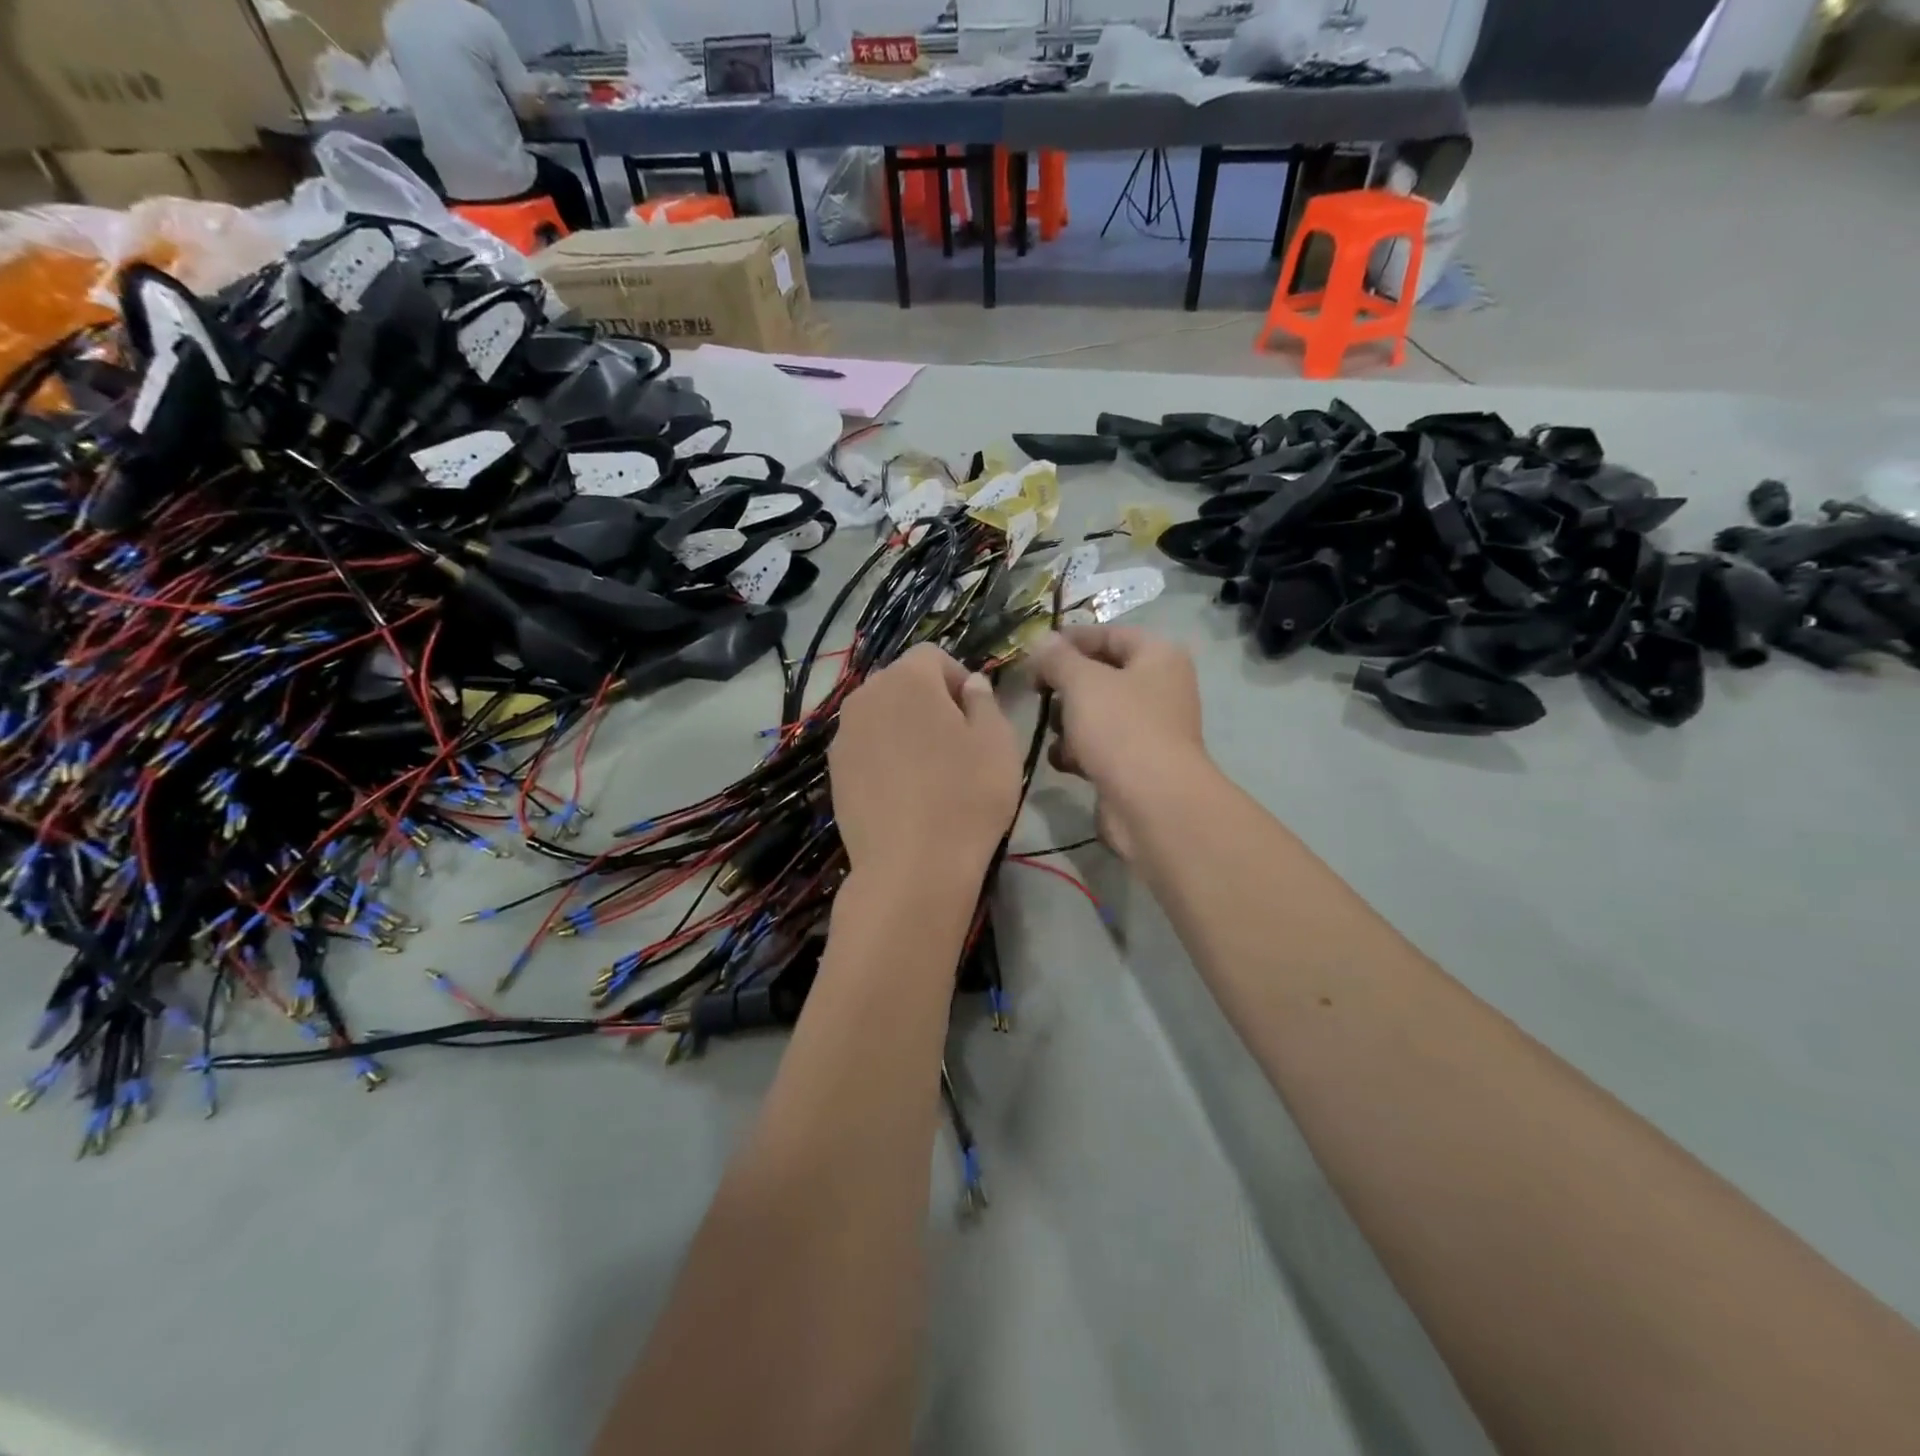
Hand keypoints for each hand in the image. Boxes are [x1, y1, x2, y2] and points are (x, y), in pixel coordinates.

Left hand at [829, 644, 1021, 881]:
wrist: (912, 867)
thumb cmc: (966, 796)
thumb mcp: (998, 742)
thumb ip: (984, 701)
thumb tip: (971, 685)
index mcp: (907, 679)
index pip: (933, 656)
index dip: (959, 678)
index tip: (977, 715)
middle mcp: (866, 696)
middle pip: (902, 683)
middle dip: (930, 701)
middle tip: (957, 742)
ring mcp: (844, 736)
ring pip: (881, 716)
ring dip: (905, 728)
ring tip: (930, 769)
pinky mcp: (834, 772)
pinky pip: (866, 748)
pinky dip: (886, 756)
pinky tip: (905, 792)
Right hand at [1030, 626, 1207, 859]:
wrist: (1152, 804)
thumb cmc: (1121, 729)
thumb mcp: (1082, 682)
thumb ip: (1057, 658)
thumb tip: (1041, 641)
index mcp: (1158, 657)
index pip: (1110, 634)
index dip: (1071, 639)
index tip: (1033, 651)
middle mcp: (1159, 689)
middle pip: (1101, 675)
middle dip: (1065, 685)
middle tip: (1036, 692)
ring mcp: (1148, 730)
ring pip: (1096, 714)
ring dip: (1068, 722)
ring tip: (1053, 731)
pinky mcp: (1135, 765)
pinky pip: (1098, 747)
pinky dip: (1078, 752)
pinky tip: (1063, 761)